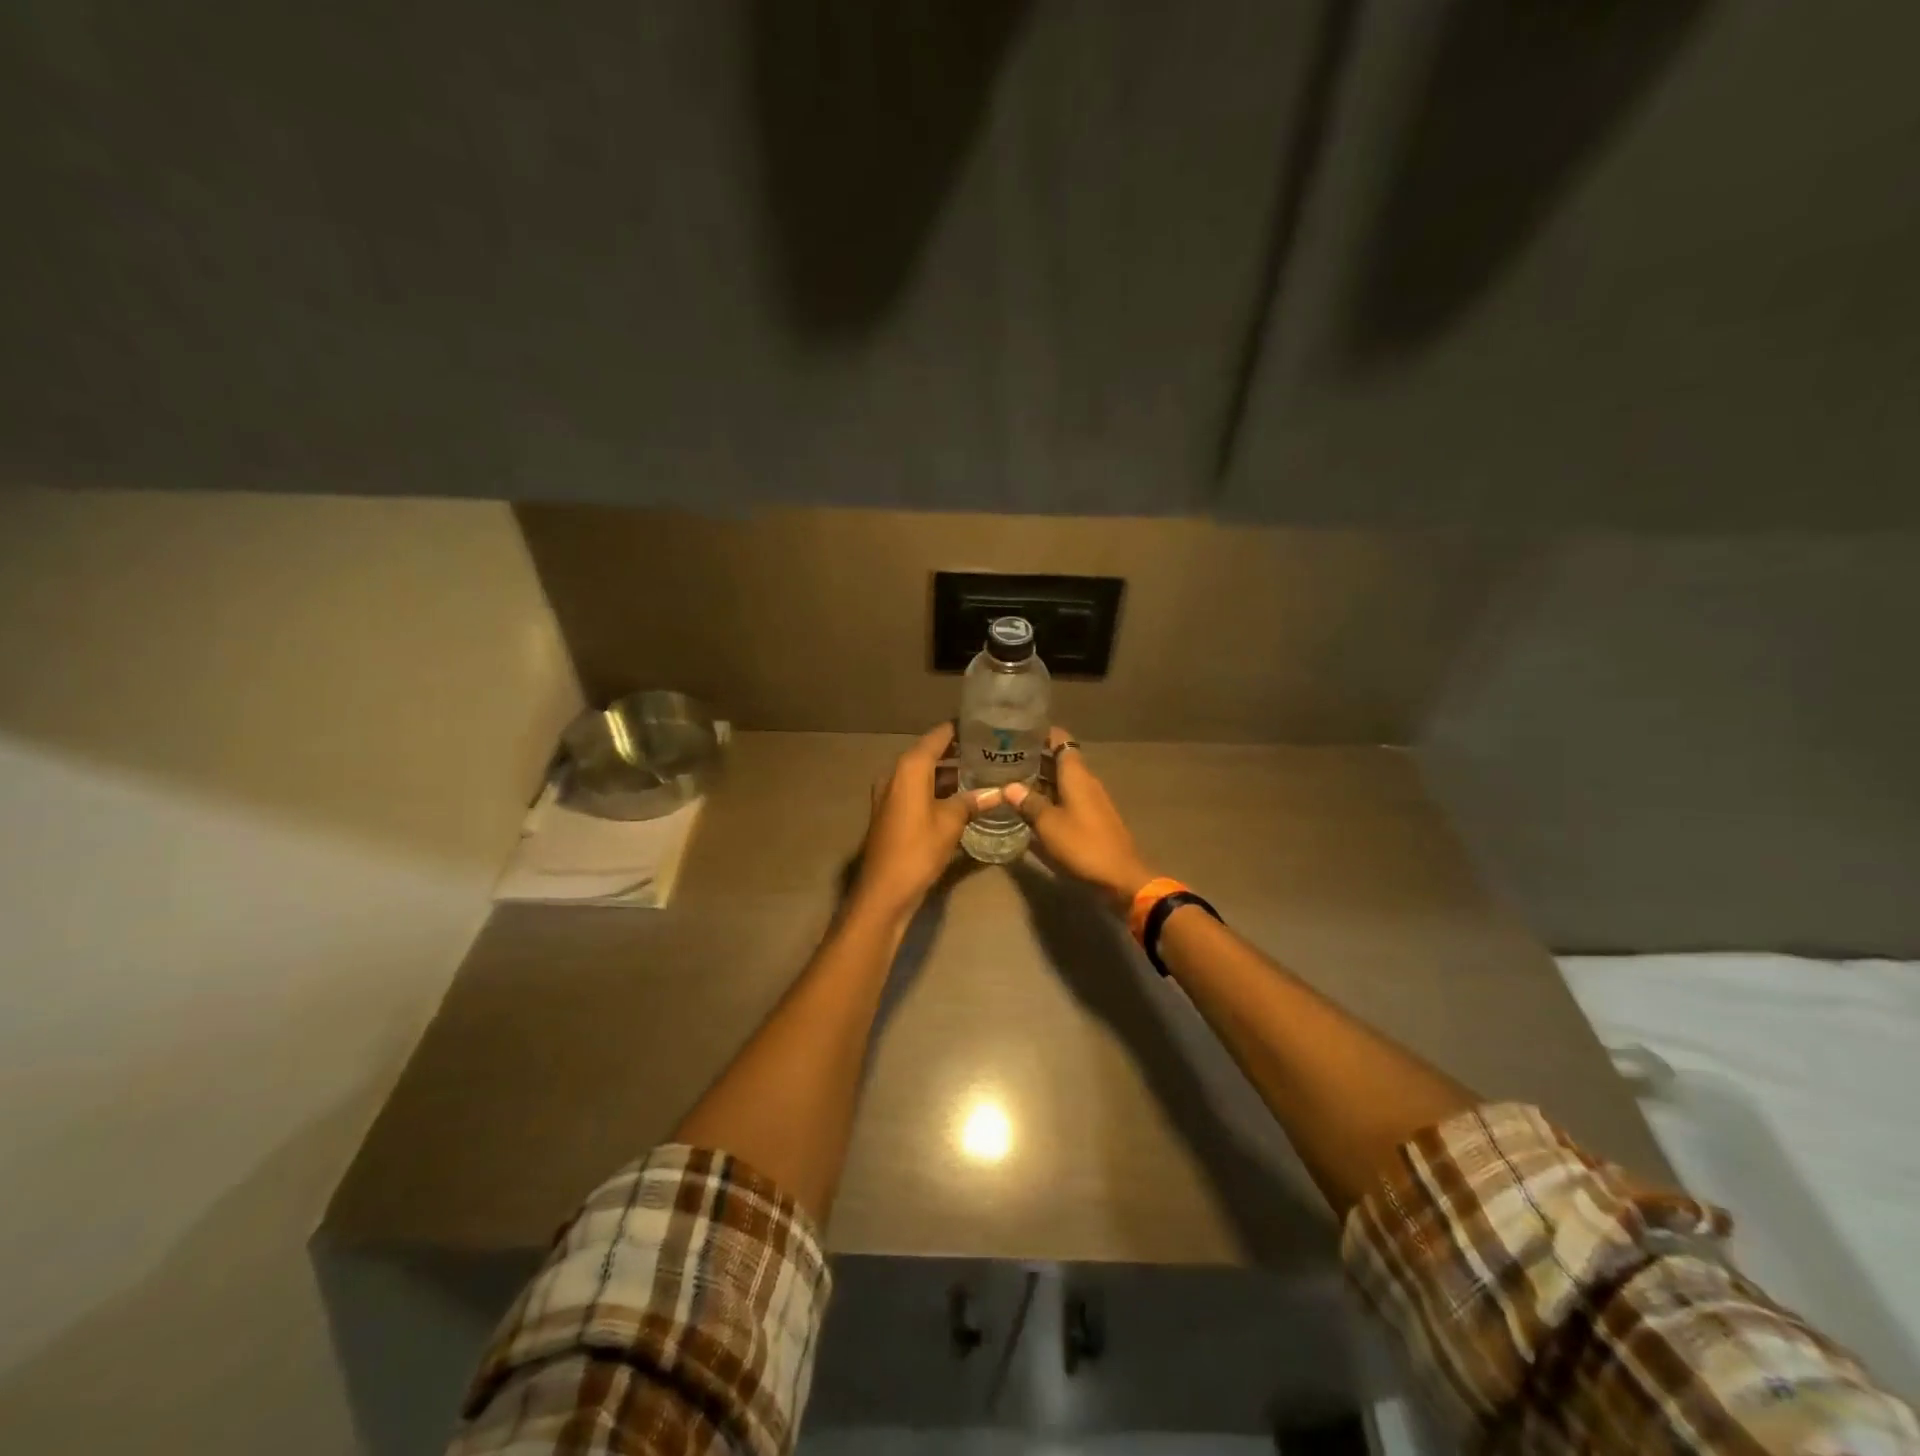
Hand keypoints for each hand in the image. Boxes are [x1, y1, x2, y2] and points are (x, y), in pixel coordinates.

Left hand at [853, 723, 1000, 917]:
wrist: (884, 891)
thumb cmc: (918, 850)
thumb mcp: (951, 823)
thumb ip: (973, 801)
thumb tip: (1000, 791)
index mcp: (909, 768)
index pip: (938, 736)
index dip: (961, 728)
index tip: (986, 725)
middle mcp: (896, 774)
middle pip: (930, 753)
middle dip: (959, 751)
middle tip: (991, 749)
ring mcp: (891, 793)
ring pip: (925, 774)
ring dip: (949, 773)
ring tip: (983, 771)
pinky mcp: (891, 812)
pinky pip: (918, 790)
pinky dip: (938, 789)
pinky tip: (962, 797)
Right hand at [1004, 728, 1156, 913]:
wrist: (1120, 877)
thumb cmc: (1083, 845)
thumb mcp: (1048, 824)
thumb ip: (1028, 803)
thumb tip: (1008, 786)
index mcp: (1076, 774)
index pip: (1060, 739)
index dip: (1040, 734)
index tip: (1016, 733)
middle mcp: (1085, 781)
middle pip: (1059, 759)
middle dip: (1034, 758)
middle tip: (1003, 759)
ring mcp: (1090, 800)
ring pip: (1062, 781)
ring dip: (1040, 780)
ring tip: (1010, 781)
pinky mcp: (1092, 818)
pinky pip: (1067, 798)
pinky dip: (1049, 798)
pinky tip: (1030, 808)